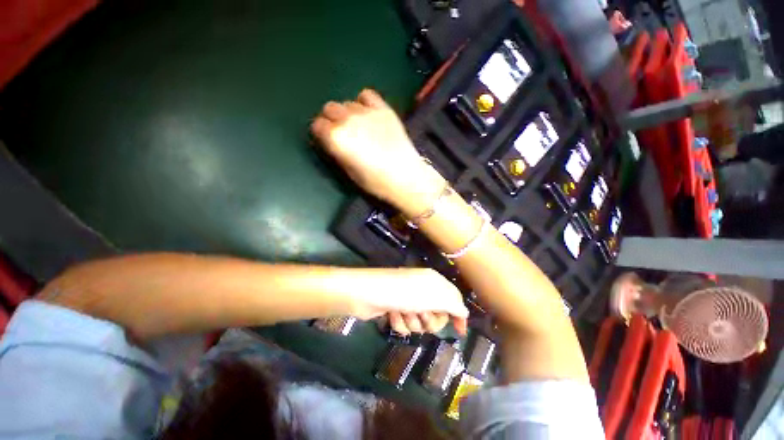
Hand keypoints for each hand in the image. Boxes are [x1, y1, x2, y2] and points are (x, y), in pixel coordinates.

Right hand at [311, 89, 445, 216]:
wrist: (406, 177)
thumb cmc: (376, 182)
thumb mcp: (350, 173)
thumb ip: (337, 153)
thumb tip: (332, 142)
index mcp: (336, 138)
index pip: (317, 125)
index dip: (321, 133)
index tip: (327, 140)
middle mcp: (347, 120)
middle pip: (330, 108)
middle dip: (331, 119)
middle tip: (341, 133)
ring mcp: (367, 112)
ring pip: (347, 103)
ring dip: (347, 113)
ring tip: (358, 126)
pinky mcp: (384, 109)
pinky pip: (367, 95)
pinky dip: (364, 102)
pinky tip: (369, 114)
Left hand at [350, 268, 467, 335]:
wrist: (369, 294)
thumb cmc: (405, 293)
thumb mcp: (435, 296)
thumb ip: (454, 304)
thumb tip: (464, 313)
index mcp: (433, 282)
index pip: (453, 298)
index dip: (457, 315)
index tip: (460, 332)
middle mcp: (422, 289)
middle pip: (437, 314)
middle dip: (430, 320)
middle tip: (422, 315)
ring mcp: (407, 299)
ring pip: (420, 322)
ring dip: (412, 322)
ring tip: (403, 312)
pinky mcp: (395, 308)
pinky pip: (405, 324)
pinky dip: (400, 322)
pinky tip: (392, 314)